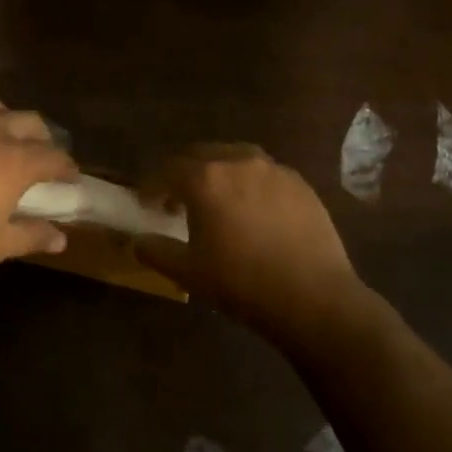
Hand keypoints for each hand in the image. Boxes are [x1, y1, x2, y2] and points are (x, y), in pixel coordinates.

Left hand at [0, 96, 77, 298]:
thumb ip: (32, 235)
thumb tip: (60, 238)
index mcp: (13, 162)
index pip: (53, 156)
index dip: (65, 167)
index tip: (69, 177)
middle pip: (27, 121)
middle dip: (41, 137)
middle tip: (40, 156)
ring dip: (4, 118)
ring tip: (2, 135)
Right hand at [134, 144, 366, 338]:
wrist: (313, 296)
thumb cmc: (241, 282)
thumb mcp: (188, 272)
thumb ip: (156, 251)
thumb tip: (138, 241)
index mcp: (205, 179)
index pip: (166, 169)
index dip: (151, 185)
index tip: (146, 203)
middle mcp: (238, 162)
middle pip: (200, 154)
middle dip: (183, 173)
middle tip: (177, 199)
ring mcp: (273, 170)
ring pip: (235, 157)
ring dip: (218, 172)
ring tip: (217, 198)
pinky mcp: (300, 184)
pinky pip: (264, 173)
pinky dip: (249, 182)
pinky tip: (252, 209)